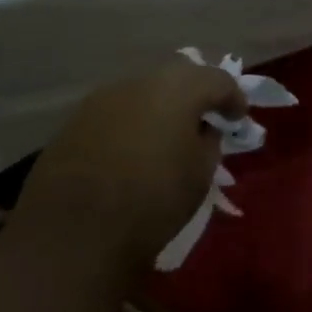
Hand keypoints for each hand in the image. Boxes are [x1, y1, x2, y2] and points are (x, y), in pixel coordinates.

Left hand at [23, 60, 247, 272]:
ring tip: (166, 136)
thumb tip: (202, 130)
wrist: (72, 234)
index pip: (218, 80)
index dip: (233, 98)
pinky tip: (132, 149)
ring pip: (144, 92)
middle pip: (178, 77)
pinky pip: (116, 112)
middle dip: (195, 94)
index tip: (239, 118)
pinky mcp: (75, 121)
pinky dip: (131, 123)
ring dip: (160, 107)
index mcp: (179, 88)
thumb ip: (209, 142)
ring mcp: (102, 98)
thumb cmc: (152, 201)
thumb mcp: (200, 174)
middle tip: (204, 120)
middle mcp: (140, 81)